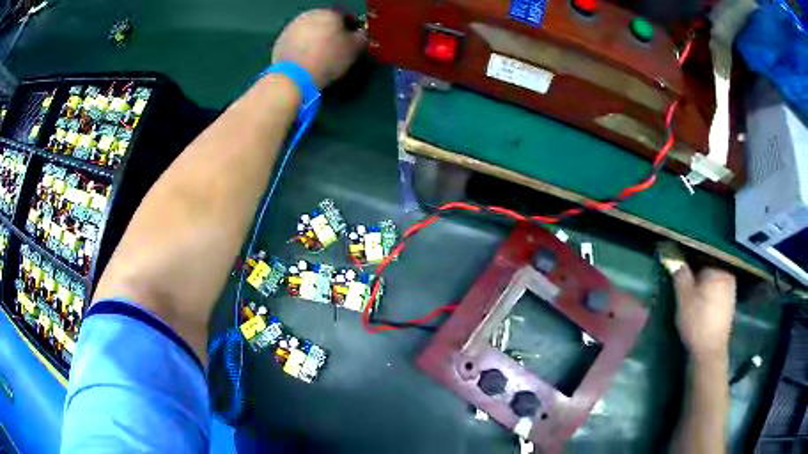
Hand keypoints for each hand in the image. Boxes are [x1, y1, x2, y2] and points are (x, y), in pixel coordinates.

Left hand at [272, 9, 365, 89]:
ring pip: (310, 30)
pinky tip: (306, 60)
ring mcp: (292, 26)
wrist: (293, 77)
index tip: (352, 43)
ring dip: (316, 39)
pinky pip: (297, 41)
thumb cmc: (328, 59)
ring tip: (320, 56)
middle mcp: (309, 15)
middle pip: (325, 22)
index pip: (346, 17)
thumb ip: (361, 38)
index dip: (351, 30)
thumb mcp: (354, 49)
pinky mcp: (281, 40)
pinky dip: (303, 47)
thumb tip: (359, 35)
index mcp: (329, 13)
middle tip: (336, 49)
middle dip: (331, 32)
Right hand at [673, 264, 736, 361]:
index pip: (699, 255)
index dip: (687, 262)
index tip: (679, 273)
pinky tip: (703, 305)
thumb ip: (679, 273)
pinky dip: (710, 293)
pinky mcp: (731, 302)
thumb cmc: (696, 322)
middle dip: (697, 273)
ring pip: (713, 278)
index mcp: (717, 268)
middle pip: (708, 266)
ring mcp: (731, 288)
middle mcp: (727, 273)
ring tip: (693, 297)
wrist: (710, 351)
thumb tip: (673, 254)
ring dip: (704, 284)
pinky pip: (718, 289)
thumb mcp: (683, 297)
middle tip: (685, 287)